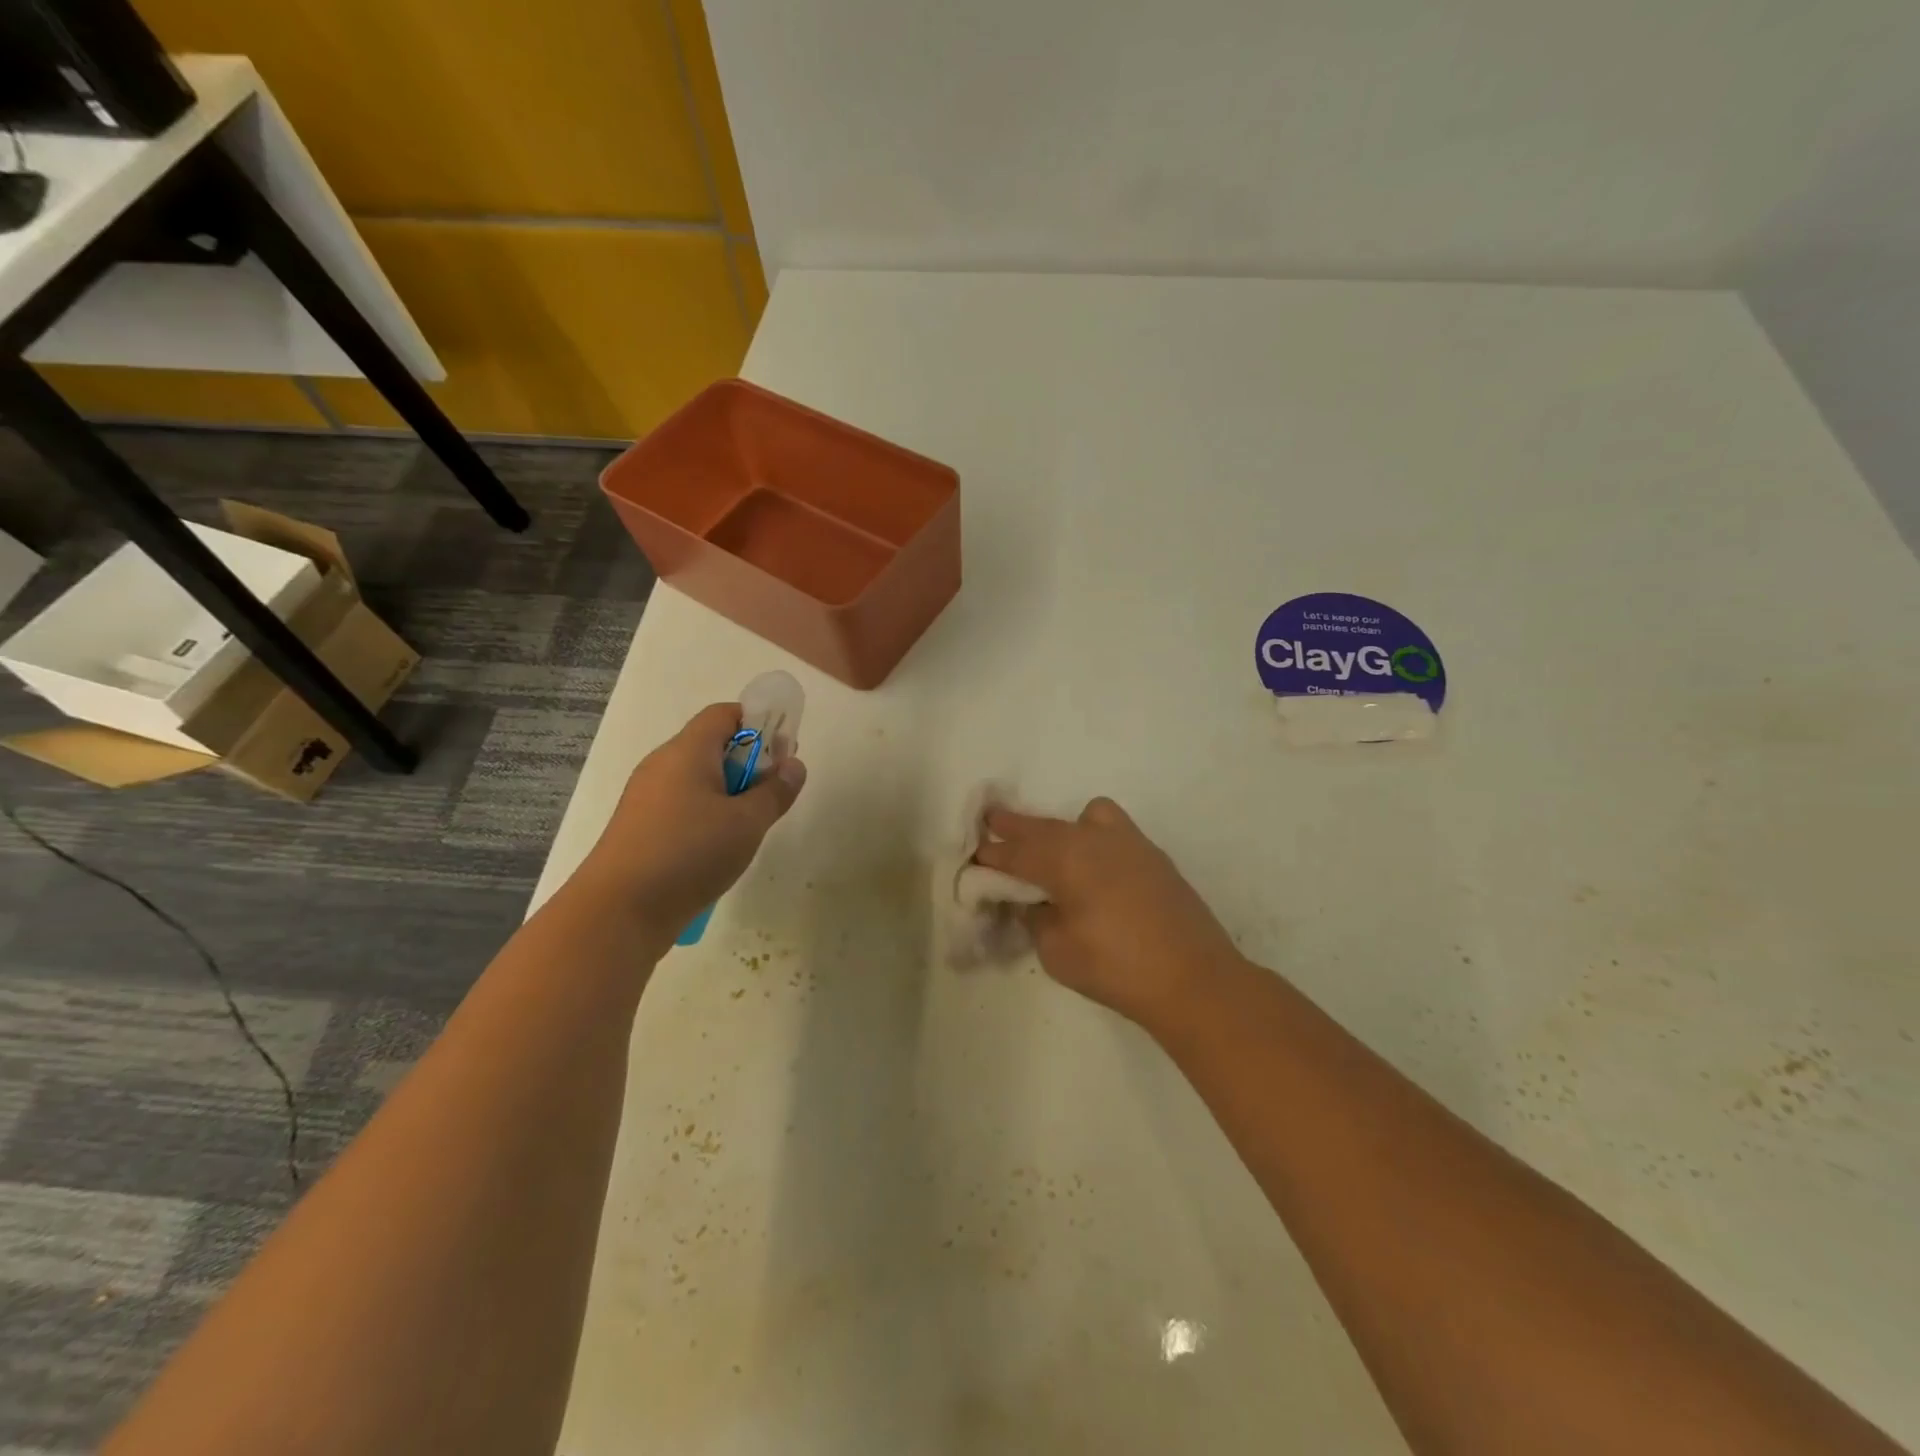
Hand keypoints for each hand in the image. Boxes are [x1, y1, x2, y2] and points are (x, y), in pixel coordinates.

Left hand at [581, 703, 806, 935]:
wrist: (618, 911)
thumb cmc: (689, 854)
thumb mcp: (747, 823)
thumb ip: (775, 791)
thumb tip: (794, 765)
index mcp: (687, 752)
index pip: (724, 714)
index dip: (759, 723)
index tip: (783, 752)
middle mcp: (662, 765)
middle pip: (711, 746)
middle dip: (749, 763)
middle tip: (775, 792)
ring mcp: (646, 798)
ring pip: (698, 779)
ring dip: (730, 793)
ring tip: (751, 825)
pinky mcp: (640, 828)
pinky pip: (682, 806)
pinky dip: (707, 815)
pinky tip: (719, 848)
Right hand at [974, 797, 1240, 1025]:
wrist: (1193, 979)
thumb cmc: (1116, 968)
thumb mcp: (1057, 951)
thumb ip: (1036, 919)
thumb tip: (1032, 903)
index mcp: (1066, 859)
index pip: (1018, 851)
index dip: (993, 853)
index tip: (975, 852)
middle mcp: (1095, 840)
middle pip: (1045, 827)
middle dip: (1016, 826)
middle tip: (992, 820)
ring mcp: (1130, 843)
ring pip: (1085, 817)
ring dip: (1060, 827)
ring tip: (1052, 850)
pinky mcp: (1153, 856)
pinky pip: (1113, 830)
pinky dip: (1092, 836)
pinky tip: (1093, 866)